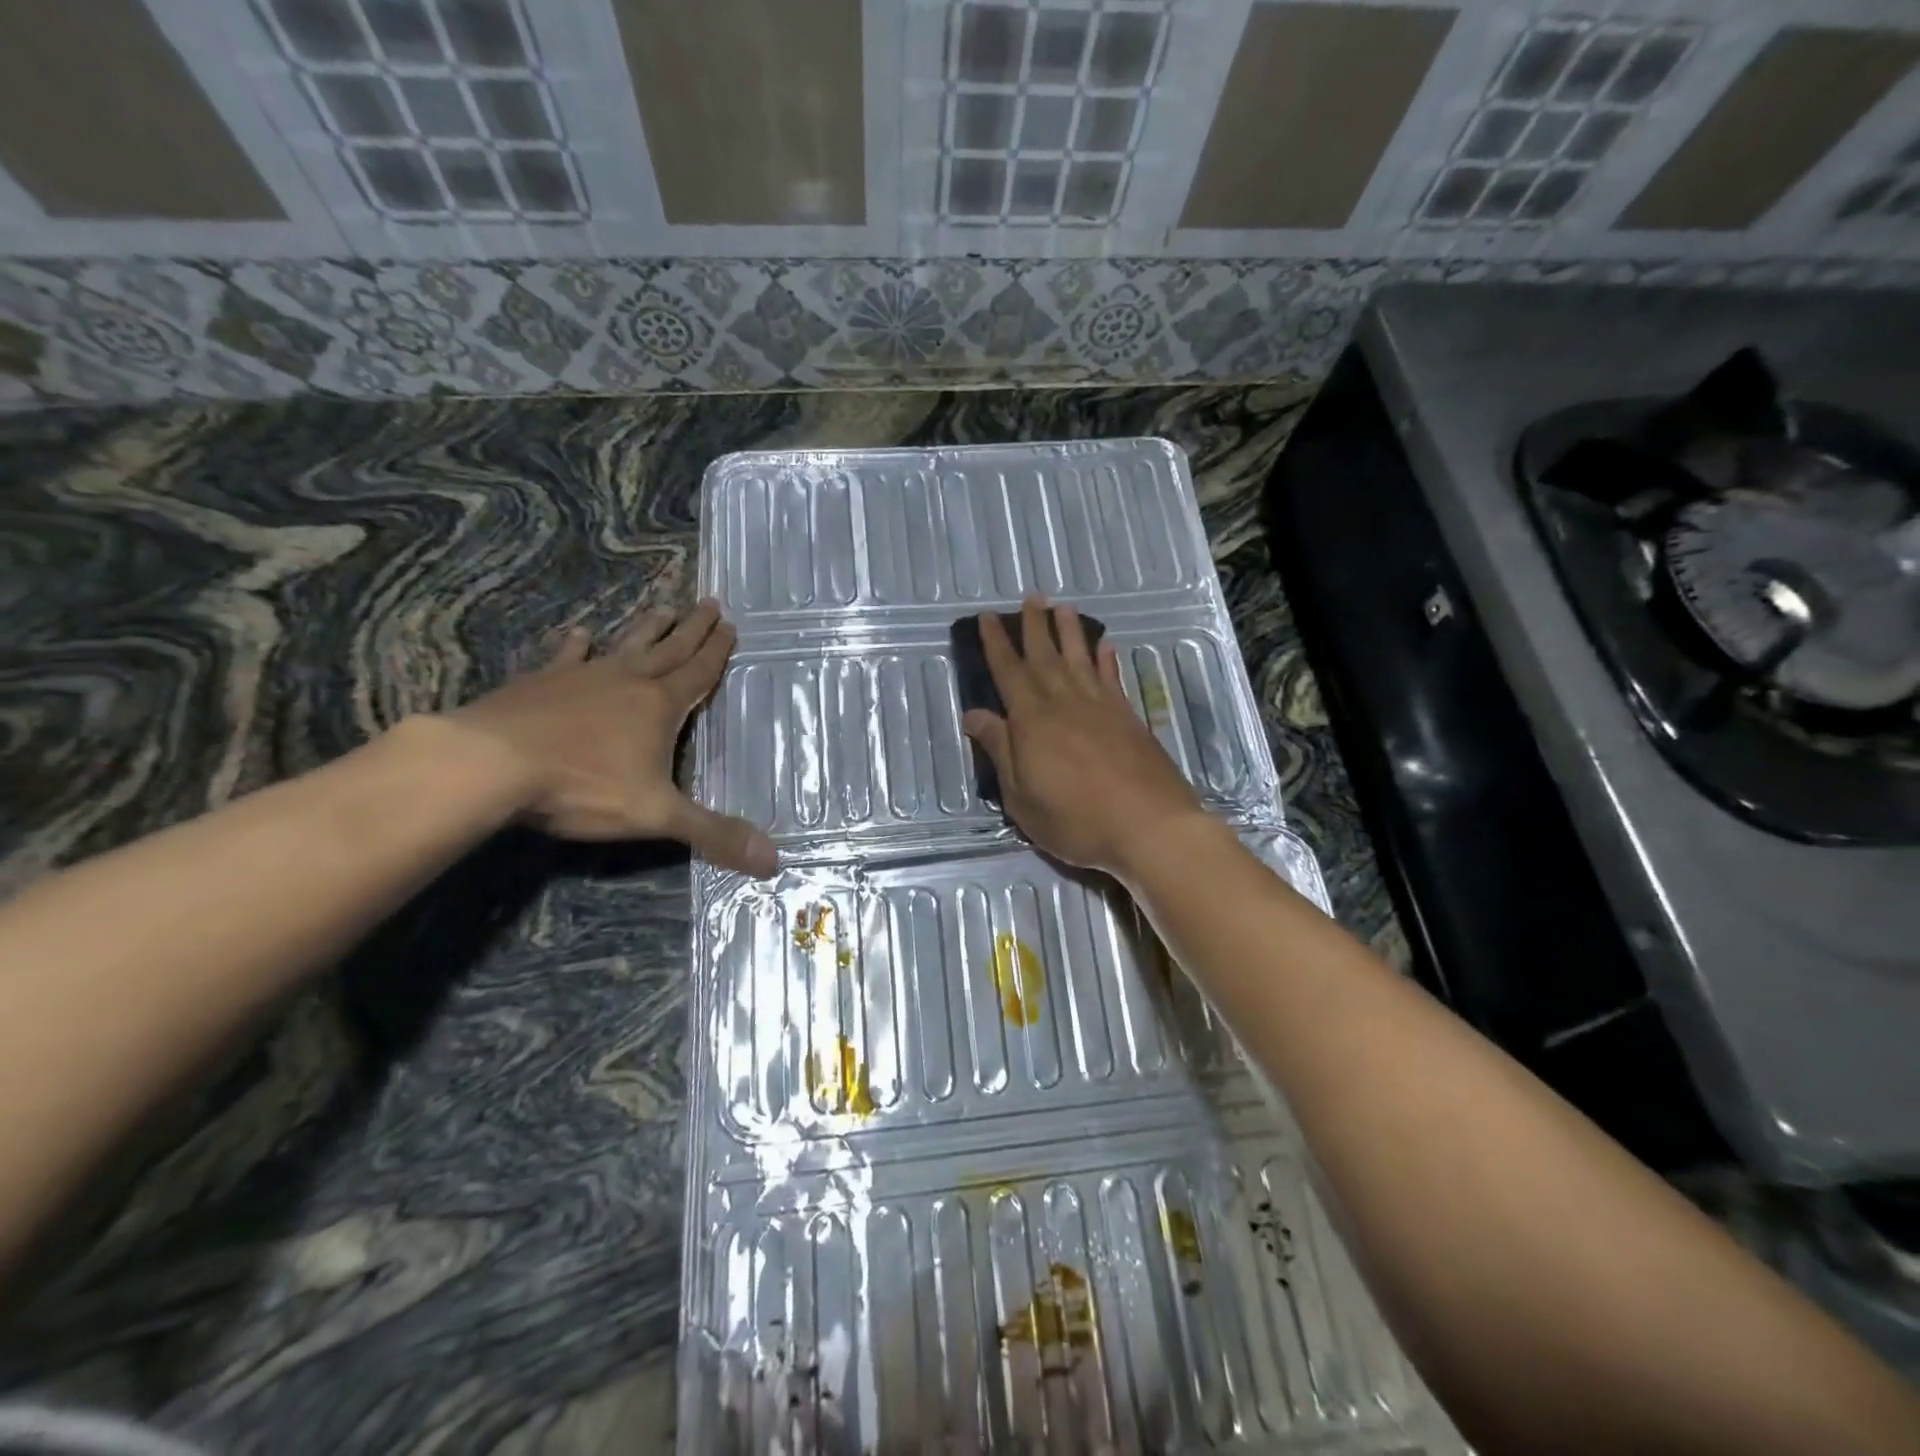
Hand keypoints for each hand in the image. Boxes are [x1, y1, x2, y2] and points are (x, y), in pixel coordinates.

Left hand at [447, 599, 776, 874]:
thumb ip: (713, 834)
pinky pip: (566, 657)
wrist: (490, 764)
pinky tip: (581, 633)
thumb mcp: (656, 815)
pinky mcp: (539, 683)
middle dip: (692, 629)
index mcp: (659, 707)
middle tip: (709, 602)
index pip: (698, 673)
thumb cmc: (583, 787)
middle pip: (669, 650)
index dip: (717, 651)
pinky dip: (576, 645)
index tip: (730, 625)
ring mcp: (580, 677)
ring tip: (663, 607)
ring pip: (625, 646)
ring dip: (647, 628)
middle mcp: (626, 682)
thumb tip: (774, 860)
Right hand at [962, 595, 1206, 875]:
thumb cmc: (1075, 818)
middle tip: (1030, 597)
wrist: (1148, 825)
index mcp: (1032, 720)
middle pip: (1045, 656)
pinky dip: (1106, 660)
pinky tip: (1105, 646)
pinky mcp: (1128, 717)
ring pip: (1080, 658)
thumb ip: (1000, 750)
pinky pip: (1112, 678)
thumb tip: (974, 714)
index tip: (988, 617)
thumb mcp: (1021, 796)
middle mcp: (1065, 702)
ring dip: (1070, 632)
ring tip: (1063, 607)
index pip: (1008, 671)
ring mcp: (1101, 706)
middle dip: (1034, 626)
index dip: (996, 643)